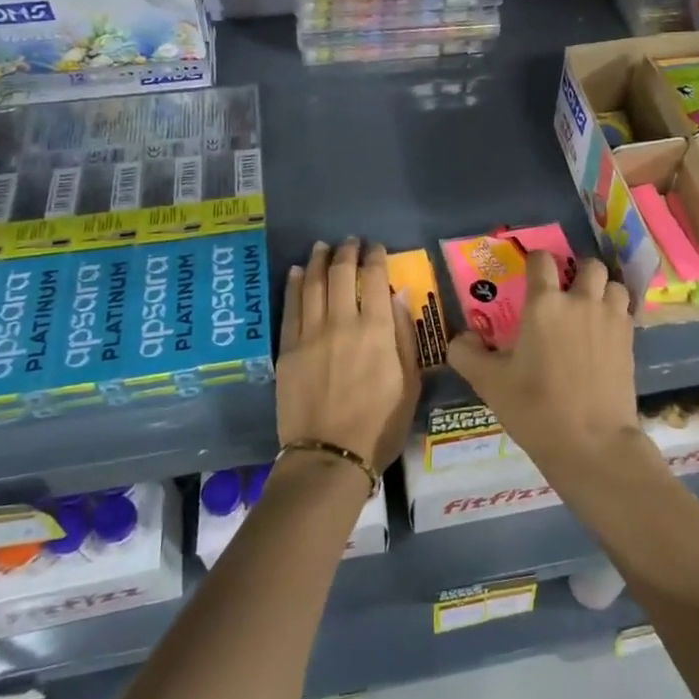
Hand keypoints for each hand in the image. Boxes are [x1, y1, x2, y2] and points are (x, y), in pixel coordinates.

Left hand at [277, 239, 419, 471]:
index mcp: (376, 330)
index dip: (375, 257)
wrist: (329, 457)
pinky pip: (291, 307)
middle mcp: (342, 322)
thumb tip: (398, 296)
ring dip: (319, 260)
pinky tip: (298, 271)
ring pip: (313, 284)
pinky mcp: (288, 348)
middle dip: (347, 252)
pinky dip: (295, 284)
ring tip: (322, 246)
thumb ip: (404, 336)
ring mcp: (311, 334)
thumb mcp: (410, 384)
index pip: (374, 278)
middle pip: (341, 274)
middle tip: (350, 241)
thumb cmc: (379, 425)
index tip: (376, 247)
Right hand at [446, 252, 639, 477]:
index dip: (535, 261)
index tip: (530, 273)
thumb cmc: (535, 409)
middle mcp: (580, 301)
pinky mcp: (630, 341)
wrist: (592, 443)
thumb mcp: (489, 384)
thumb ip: (467, 354)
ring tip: (591, 308)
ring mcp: (610, 319)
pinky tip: (605, 333)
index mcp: (544, 304)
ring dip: (602, 289)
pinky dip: (617, 313)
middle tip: (566, 291)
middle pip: (588, 265)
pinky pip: (626, 311)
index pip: (541, 260)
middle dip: (577, 271)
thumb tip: (462, 337)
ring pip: (613, 284)